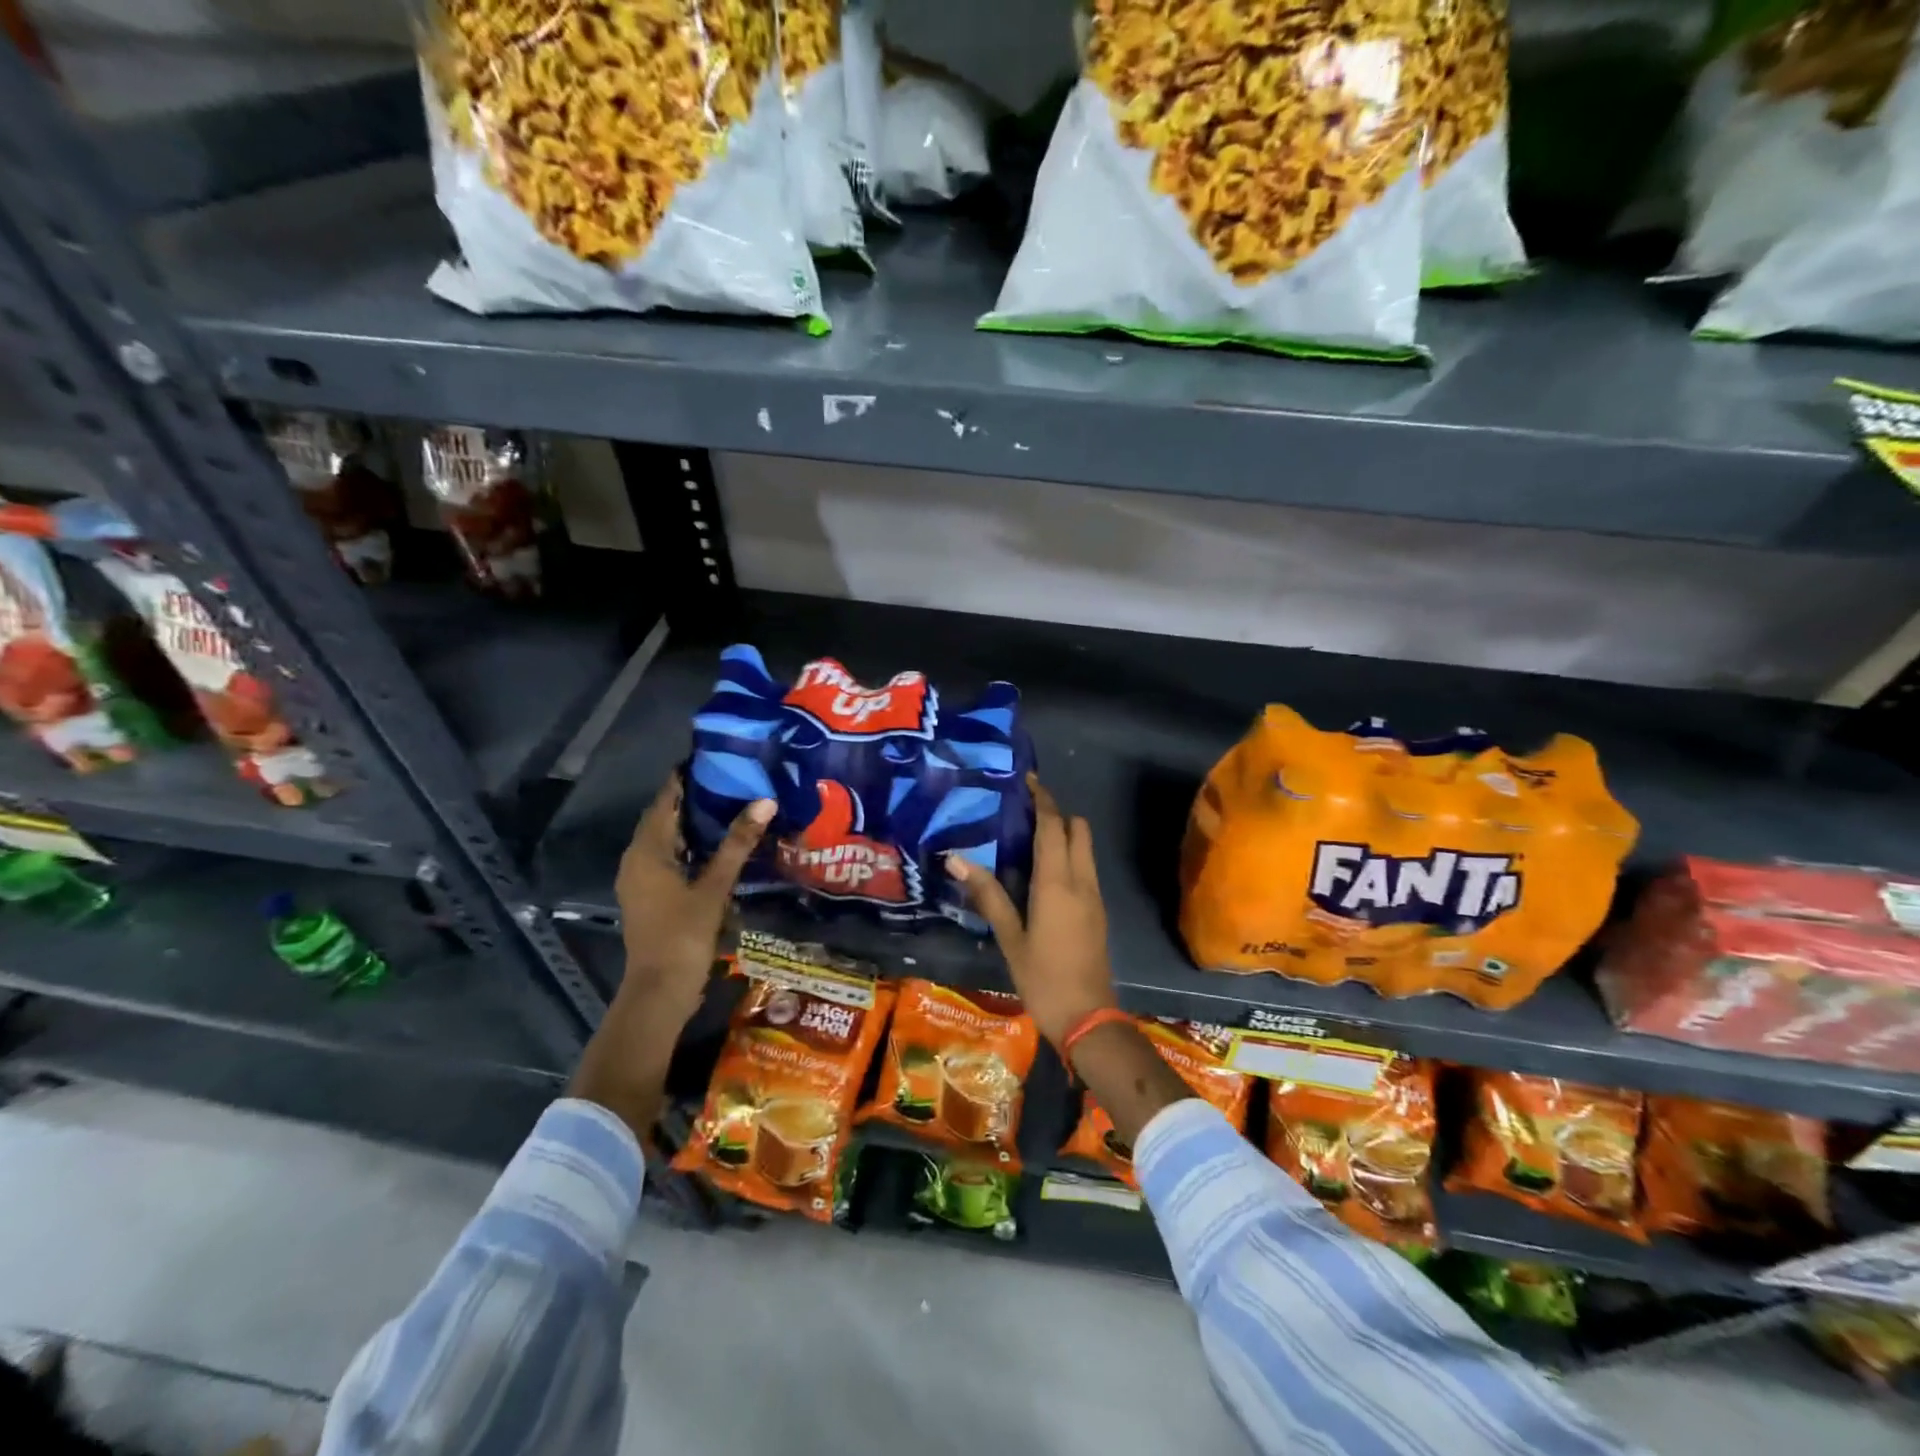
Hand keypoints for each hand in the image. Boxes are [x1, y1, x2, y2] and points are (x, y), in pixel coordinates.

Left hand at [613, 774, 774, 1024]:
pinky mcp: (649, 895)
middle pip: (664, 817)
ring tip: (731, 806)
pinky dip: (690, 846)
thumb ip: (737, 843)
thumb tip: (764, 801)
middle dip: (694, 798)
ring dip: (693, 823)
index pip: (665, 800)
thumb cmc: (683, 934)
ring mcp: (640, 879)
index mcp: (647, 850)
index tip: (716, 759)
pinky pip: (668, 858)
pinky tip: (717, 847)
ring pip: (666, 839)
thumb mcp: (714, 887)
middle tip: (732, 779)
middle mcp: (637, 859)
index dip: (685, 778)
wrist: (659, 991)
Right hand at [946, 773, 1117, 1046]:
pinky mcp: (1097, 911)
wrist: (1088, 1018)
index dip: (1043, 800)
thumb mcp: (1010, 937)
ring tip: (1027, 840)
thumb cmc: (1043, 978)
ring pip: (1084, 849)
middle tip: (1024, 813)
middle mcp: (1081, 881)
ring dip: (1063, 835)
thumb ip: (987, 894)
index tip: (1027, 781)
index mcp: (1058, 883)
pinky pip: (1085, 868)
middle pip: (1078, 829)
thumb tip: (956, 859)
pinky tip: (1041, 874)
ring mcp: (1094, 896)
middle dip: (1056, 814)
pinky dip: (1068, 857)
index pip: (1054, 826)